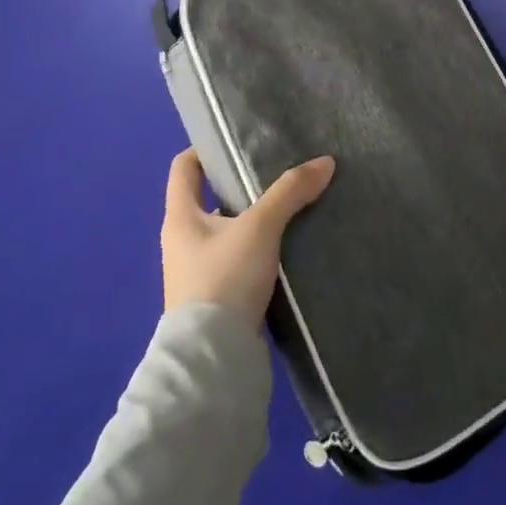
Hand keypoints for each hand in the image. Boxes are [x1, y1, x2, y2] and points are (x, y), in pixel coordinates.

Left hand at [162, 149, 335, 328]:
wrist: (214, 362)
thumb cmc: (224, 279)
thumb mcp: (260, 228)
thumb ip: (290, 192)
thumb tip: (325, 162)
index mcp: (180, 217)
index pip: (184, 167)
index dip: (206, 149)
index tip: (239, 142)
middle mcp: (183, 241)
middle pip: (210, 198)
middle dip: (242, 185)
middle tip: (279, 172)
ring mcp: (198, 273)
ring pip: (228, 232)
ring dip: (254, 221)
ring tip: (291, 208)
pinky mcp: (218, 299)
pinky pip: (239, 261)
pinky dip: (260, 250)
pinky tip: (289, 248)